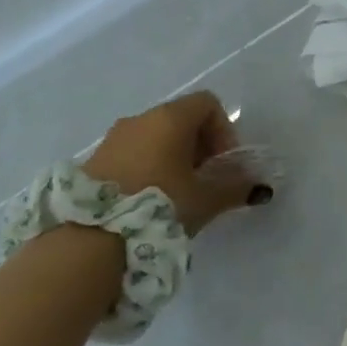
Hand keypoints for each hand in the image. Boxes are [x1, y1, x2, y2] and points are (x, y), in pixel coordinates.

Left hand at [87, 91, 270, 234]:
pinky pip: (130, 153)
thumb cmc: (158, 206)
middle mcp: (141, 118)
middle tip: (203, 179)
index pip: (208, 103)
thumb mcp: (205, 200)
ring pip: (153, 137)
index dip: (223, 130)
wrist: (88, 242)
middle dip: (198, 145)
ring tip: (175, 193)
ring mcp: (112, 138)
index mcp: (170, 117)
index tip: (222, 163)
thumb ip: (235, 188)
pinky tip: (146, 201)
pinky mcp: (91, 162)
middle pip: (180, 119)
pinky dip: (145, 167)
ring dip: (171, 157)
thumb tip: (259, 187)